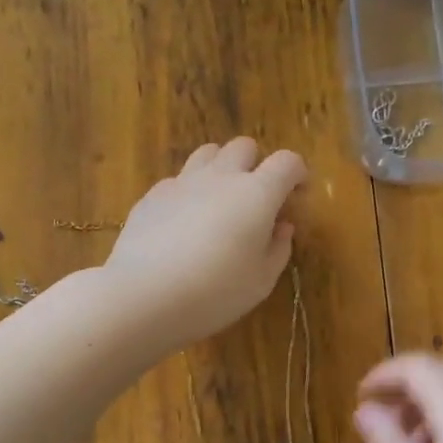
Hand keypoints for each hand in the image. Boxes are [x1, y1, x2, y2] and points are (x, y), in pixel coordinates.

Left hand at [104, 137, 307, 352]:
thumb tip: (282, 227)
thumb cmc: (215, 293)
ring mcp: (182, 182)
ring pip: (208, 153)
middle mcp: (221, 177)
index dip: (298, 173)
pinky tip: (184, 222)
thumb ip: (278, 249)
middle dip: (257, 164)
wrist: (144, 296)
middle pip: (244, 146)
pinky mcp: (152, 195)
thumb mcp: (261, 281)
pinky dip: (190, 191)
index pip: (287, 162)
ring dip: (221, 168)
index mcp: (257, 194)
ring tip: (220, 200)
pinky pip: (178, 179)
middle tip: (256, 198)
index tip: (298, 195)